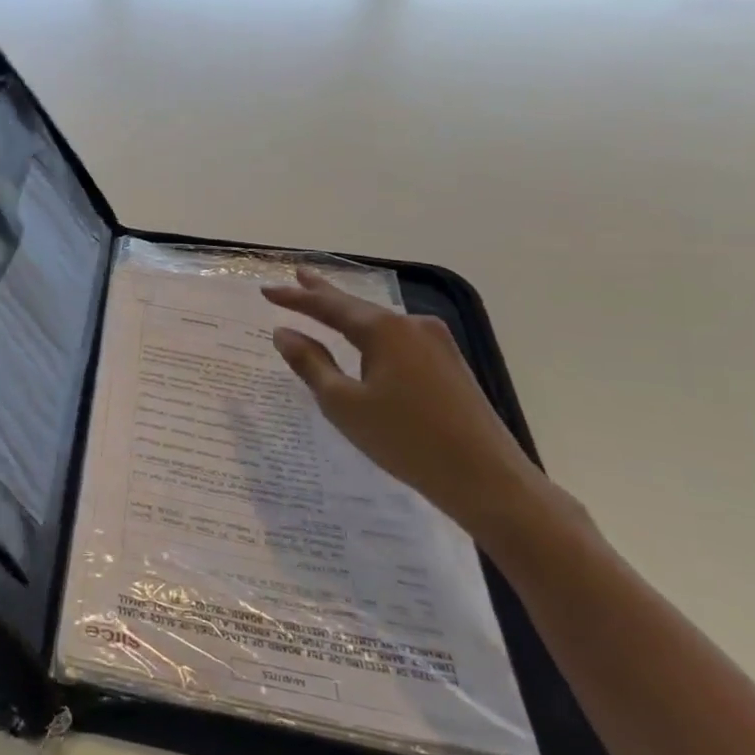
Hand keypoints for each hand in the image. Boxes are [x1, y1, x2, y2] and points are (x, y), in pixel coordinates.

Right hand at [263, 269, 547, 539]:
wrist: (488, 479)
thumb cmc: (406, 440)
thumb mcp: (344, 404)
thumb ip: (311, 364)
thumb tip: (284, 333)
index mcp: (384, 330)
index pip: (328, 306)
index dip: (294, 299)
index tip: (266, 290)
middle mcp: (412, 326)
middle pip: (357, 306)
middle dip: (324, 292)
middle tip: (298, 275)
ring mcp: (437, 344)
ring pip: (379, 322)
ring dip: (349, 314)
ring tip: (324, 303)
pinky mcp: (449, 365)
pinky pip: (398, 339)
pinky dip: (371, 334)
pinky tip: (364, 340)